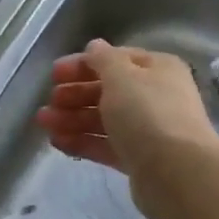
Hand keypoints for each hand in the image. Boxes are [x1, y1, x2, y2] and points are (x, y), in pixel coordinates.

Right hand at [33, 39, 218, 218]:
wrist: (175, 172)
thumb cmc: (147, 114)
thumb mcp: (121, 77)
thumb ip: (103, 60)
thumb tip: (95, 46)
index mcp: (157, 69)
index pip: (116, 60)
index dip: (84, 64)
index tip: (54, 74)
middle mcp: (154, 97)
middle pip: (108, 91)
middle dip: (75, 95)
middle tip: (49, 102)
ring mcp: (147, 130)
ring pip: (104, 120)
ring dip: (72, 119)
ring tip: (43, 124)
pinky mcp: (138, 159)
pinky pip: (105, 145)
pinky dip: (82, 142)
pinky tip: (57, 142)